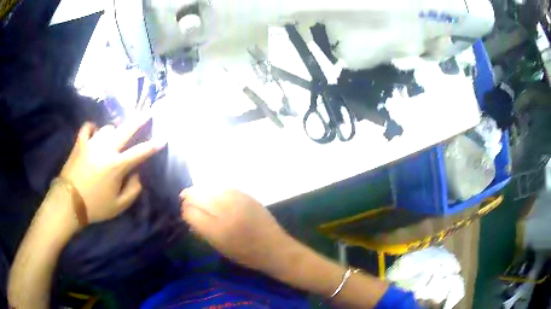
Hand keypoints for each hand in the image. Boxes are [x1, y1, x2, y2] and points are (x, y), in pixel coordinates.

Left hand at [60, 116, 163, 223]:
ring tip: (113, 138)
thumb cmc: (95, 206)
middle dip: (139, 120)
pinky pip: (87, 127)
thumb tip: (136, 175)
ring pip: (107, 128)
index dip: (153, 145)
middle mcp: (106, 149)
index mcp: (117, 165)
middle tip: (148, 112)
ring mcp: (91, 143)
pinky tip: (94, 131)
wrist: (69, 202)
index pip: (140, 152)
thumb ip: (132, 190)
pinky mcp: (80, 143)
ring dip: (113, 132)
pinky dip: (92, 128)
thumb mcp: (118, 206)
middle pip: (126, 129)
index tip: (164, 138)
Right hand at [180, 188, 290, 271]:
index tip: (184, 213)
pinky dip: (215, 190)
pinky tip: (214, 195)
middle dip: (189, 197)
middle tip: (185, 200)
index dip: (184, 211)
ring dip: (201, 191)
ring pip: (210, 188)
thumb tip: (189, 213)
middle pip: (198, 196)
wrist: (274, 247)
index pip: (191, 212)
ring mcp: (238, 200)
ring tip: (198, 196)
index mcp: (218, 230)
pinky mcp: (247, 195)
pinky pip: (224, 187)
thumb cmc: (245, 254)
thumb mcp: (219, 247)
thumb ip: (202, 229)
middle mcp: (226, 211)